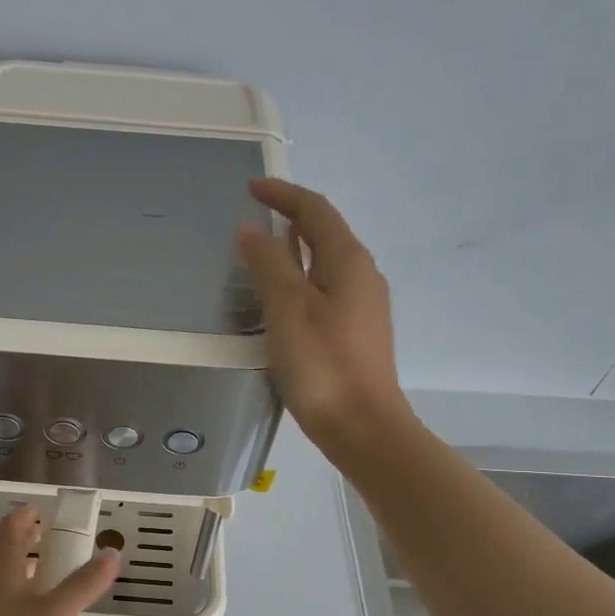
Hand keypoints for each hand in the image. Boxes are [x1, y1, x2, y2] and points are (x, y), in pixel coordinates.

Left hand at [0, 509, 117, 615]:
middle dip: (34, 548)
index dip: (30, 515)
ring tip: (58, 592)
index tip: (52, 515)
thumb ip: (83, 585)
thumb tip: (111, 553)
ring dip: (29, 582)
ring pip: (4, 587)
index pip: (11, 526)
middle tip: (65, 551)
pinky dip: (20, 612)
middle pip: (7, 555)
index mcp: (0, 568)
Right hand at [236, 178, 405, 451]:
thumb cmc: (322, 366)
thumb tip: (252, 230)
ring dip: (295, 252)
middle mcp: (362, 276)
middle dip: (291, 221)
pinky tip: (282, 302)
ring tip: (262, 258)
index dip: (283, 195)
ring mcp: (363, 306)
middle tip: (254, 222)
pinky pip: (327, 291)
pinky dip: (302, 282)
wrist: (363, 427)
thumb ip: (269, 266)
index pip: (316, 211)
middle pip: (326, 234)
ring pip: (326, 264)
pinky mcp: (357, 333)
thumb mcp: (287, 310)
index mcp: (348, 262)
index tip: (251, 189)